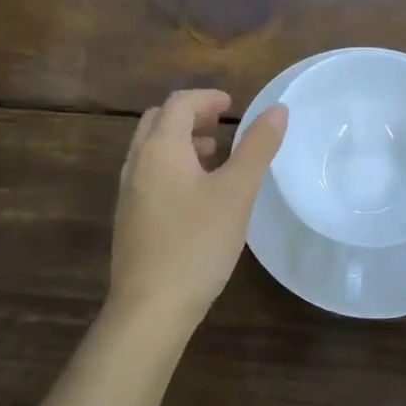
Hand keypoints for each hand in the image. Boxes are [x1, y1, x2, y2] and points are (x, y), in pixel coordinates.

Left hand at [107, 89, 287, 335]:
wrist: (149, 308)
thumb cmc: (197, 243)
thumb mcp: (237, 192)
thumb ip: (257, 147)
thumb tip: (277, 109)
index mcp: (161, 148)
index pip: (179, 102)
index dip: (207, 97)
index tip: (233, 104)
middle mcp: (138, 162)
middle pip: (159, 120)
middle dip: (190, 115)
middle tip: (221, 124)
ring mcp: (128, 191)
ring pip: (151, 148)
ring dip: (180, 141)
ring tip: (213, 155)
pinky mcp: (128, 218)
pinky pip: (148, 173)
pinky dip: (171, 165)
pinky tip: (195, 195)